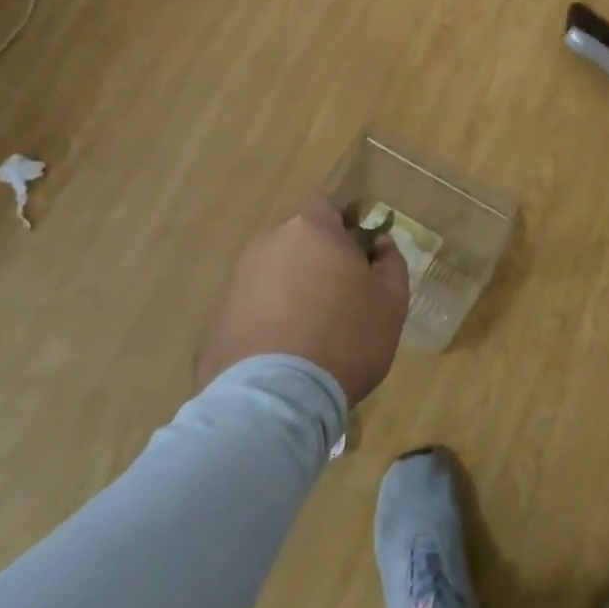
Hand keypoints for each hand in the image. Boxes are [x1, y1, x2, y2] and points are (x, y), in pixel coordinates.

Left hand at [195, 198, 410, 404]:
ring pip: (277, 274)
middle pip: (301, 241)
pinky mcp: (217, 320)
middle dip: (322, 259)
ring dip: (295, 290)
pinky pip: (255, 308)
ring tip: (314, 330)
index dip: (349, 224)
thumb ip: (390, 262)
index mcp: (312, 229)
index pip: (331, 207)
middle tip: (344, 294)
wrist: (274, 401)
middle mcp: (269, 244)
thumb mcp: (391, 300)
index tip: (363, 251)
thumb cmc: (345, 337)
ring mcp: (238, 282)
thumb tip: (379, 245)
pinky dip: (271, 320)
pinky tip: (286, 352)